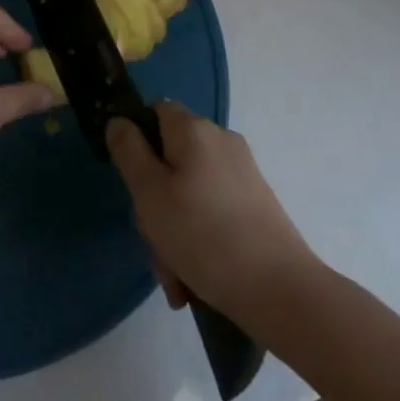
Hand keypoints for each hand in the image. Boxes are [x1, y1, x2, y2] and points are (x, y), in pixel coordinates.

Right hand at [107, 104, 315, 319]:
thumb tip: (119, 121)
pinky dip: (198, 239)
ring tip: (174, 276)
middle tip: (153, 242)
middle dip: (154, 202)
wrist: (280, 289)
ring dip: (173, 231)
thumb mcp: (149, 193)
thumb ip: (129, 151)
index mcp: (194, 130)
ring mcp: (242, 173)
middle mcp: (221, 141)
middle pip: (171, 158)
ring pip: (189, 192)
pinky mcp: (255, 203)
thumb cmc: (203, 235)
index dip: (137, 139)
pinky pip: (212, 211)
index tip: (131, 180)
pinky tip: (193, 280)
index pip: (156, 111)